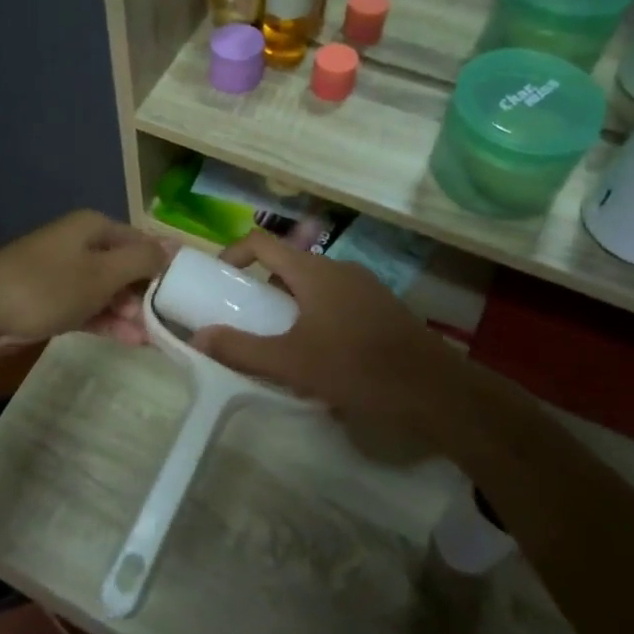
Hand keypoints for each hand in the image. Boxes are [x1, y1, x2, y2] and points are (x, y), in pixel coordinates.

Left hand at [0, 210, 166, 346]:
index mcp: (93, 227)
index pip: (141, 240)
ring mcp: (62, 273)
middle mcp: (79, 244)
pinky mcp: (49, 300)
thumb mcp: (102, 272)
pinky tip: (129, 341)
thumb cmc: (47, 287)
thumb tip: (175, 246)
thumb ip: (142, 259)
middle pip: (124, 266)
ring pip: (106, 290)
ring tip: (152, 339)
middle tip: (168, 324)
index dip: (164, 265)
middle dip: (146, 294)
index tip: (185, 294)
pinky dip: (107, 321)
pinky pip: (87, 308)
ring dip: (128, 313)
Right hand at [190, 230, 459, 433]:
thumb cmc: (356, 368)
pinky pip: (337, 302)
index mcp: (313, 271)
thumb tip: (197, 337)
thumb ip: (241, 349)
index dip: (233, 253)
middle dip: (261, 289)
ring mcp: (365, 287)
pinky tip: (320, 356)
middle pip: (287, 265)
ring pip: (313, 286)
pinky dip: (316, 316)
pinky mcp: (383, 308)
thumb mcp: (290, 362)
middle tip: (245, 319)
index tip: (217, 279)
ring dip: (289, 305)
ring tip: (279, 343)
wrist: (436, 391)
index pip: (262, 242)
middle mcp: (339, 269)